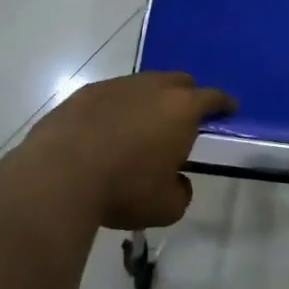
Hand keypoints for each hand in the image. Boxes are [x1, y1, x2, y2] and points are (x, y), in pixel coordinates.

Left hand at [15, 72, 234, 231]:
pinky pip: (112, 96)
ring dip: (149, 101)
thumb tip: (177, 181)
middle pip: (179, 81)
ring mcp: (117, 85)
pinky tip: (107, 132)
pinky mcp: (85, 93)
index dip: (224, 103)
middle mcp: (153, 87)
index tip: (230, 108)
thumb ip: (181, 191)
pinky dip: (117, 109)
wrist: (59, 175)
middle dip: (187, 96)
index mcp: (182, 109)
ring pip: (144, 85)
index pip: (213, 98)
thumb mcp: (166, 207)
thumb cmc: (124, 189)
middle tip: (184, 118)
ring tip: (142, 128)